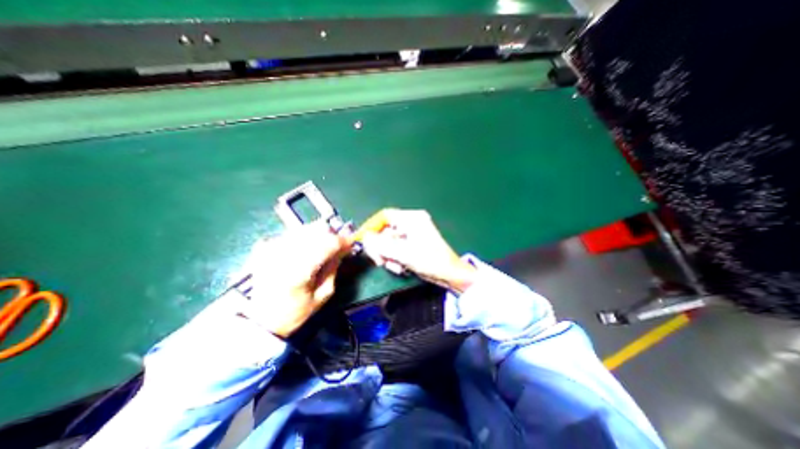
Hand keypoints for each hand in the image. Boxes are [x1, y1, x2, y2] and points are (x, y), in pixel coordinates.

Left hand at [242, 221, 350, 335]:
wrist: (258, 319)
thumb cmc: (294, 312)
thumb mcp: (322, 295)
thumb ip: (334, 268)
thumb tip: (344, 248)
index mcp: (300, 270)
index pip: (329, 243)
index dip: (344, 240)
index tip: (351, 242)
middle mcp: (285, 253)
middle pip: (317, 228)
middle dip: (332, 235)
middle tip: (337, 246)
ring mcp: (273, 246)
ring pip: (306, 228)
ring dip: (319, 236)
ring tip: (321, 249)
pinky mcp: (265, 245)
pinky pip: (293, 233)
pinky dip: (304, 239)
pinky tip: (304, 252)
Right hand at [362, 208, 474, 292]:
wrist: (449, 274)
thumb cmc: (429, 260)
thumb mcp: (403, 253)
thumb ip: (380, 244)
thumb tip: (365, 237)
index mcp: (411, 218)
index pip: (384, 216)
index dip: (371, 226)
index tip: (362, 240)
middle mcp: (411, 223)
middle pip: (385, 231)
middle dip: (381, 248)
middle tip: (379, 261)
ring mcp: (411, 234)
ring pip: (389, 242)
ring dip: (388, 256)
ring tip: (396, 267)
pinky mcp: (412, 244)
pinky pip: (396, 249)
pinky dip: (395, 258)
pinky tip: (401, 267)